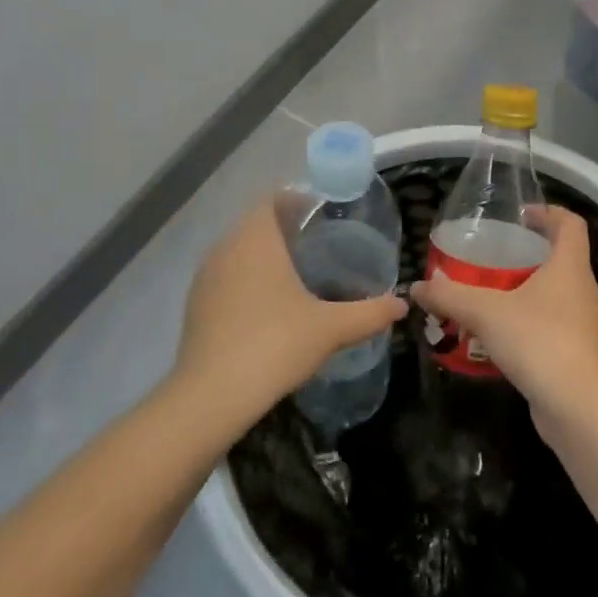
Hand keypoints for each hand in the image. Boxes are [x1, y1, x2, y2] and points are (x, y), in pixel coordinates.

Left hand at [175, 198, 404, 430]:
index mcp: (256, 238)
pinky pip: (226, 277)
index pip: (273, 199)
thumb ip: (369, 313)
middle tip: (320, 247)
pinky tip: (269, 308)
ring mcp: (205, 277)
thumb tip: (402, 305)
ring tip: (298, 276)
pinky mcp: (195, 305)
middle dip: (286, 230)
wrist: (211, 396)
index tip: (325, 217)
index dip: (299, 202)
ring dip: (265, 256)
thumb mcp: (331, 328)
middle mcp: (225, 247)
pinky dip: (247, 280)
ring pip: (239, 251)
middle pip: (257, 224)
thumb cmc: (275, 344)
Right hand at [409, 207, 597, 430]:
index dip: (548, 213)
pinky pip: (553, 326)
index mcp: (570, 266)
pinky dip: (528, 323)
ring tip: (490, 297)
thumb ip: (450, 296)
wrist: (578, 406)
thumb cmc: (538, 340)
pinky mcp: (579, 354)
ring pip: (556, 295)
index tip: (520, 216)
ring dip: (527, 291)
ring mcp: (584, 324)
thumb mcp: (486, 312)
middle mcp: (584, 290)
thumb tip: (418, 286)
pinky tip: (499, 337)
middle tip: (493, 257)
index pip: (570, 224)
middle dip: (529, 254)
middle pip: (562, 258)